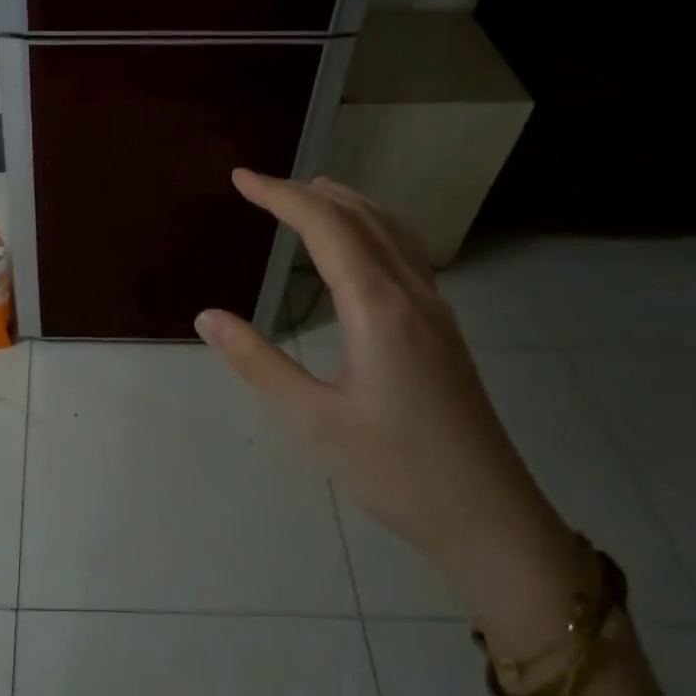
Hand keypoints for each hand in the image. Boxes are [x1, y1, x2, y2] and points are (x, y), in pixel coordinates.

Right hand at [195, 171, 584, 638]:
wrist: (488, 517)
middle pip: (363, 218)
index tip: (240, 178)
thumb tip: (207, 317)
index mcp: (379, 309)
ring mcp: (436, 311)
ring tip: (308, 195)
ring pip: (392, 231)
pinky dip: (372, 228)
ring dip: (346, 204)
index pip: (327, 228)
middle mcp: (413, 294)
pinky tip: (360, 247)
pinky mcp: (443, 330)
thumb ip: (257, 363)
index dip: (281, 197)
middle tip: (261, 185)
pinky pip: (406, 254)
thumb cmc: (395, 471)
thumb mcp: (313, 422)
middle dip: (309, 193)